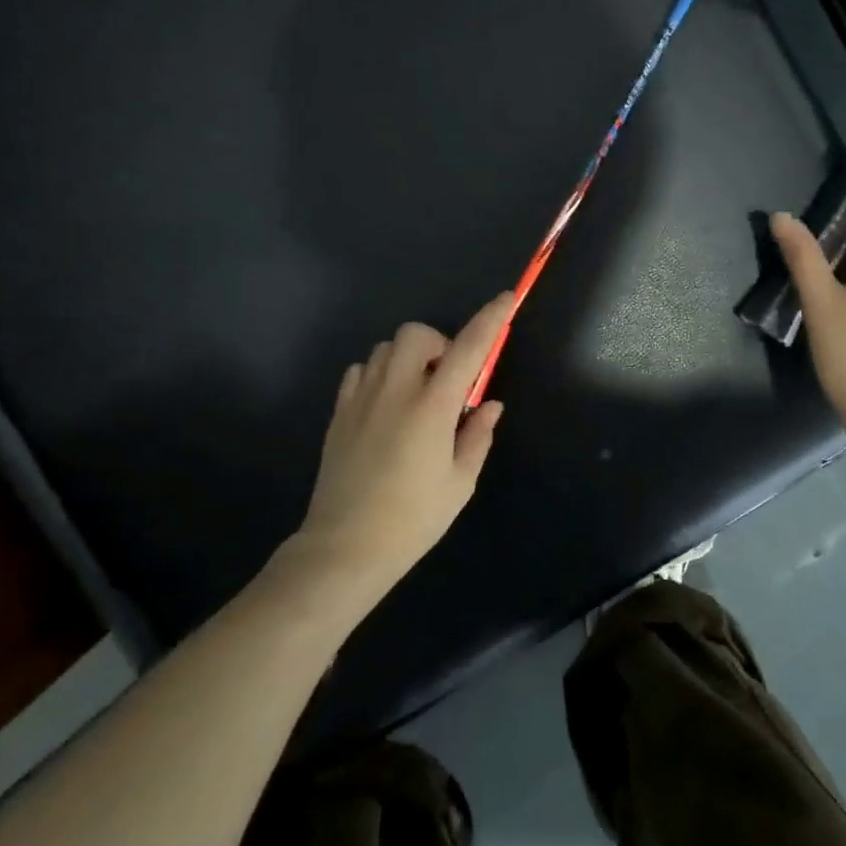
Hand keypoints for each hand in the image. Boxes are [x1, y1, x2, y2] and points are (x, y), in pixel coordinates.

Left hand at [290, 293, 511, 600]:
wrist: (345, 547)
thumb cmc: (413, 519)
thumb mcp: (459, 482)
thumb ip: (478, 435)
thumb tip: (489, 404)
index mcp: (432, 407)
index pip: (468, 348)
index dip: (490, 319)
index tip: (506, 299)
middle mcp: (395, 391)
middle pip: (416, 334)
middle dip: (439, 344)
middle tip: (448, 380)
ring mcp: (361, 399)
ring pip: (386, 348)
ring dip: (409, 359)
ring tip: (417, 394)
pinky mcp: (339, 413)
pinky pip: (360, 371)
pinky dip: (379, 374)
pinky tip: (386, 405)